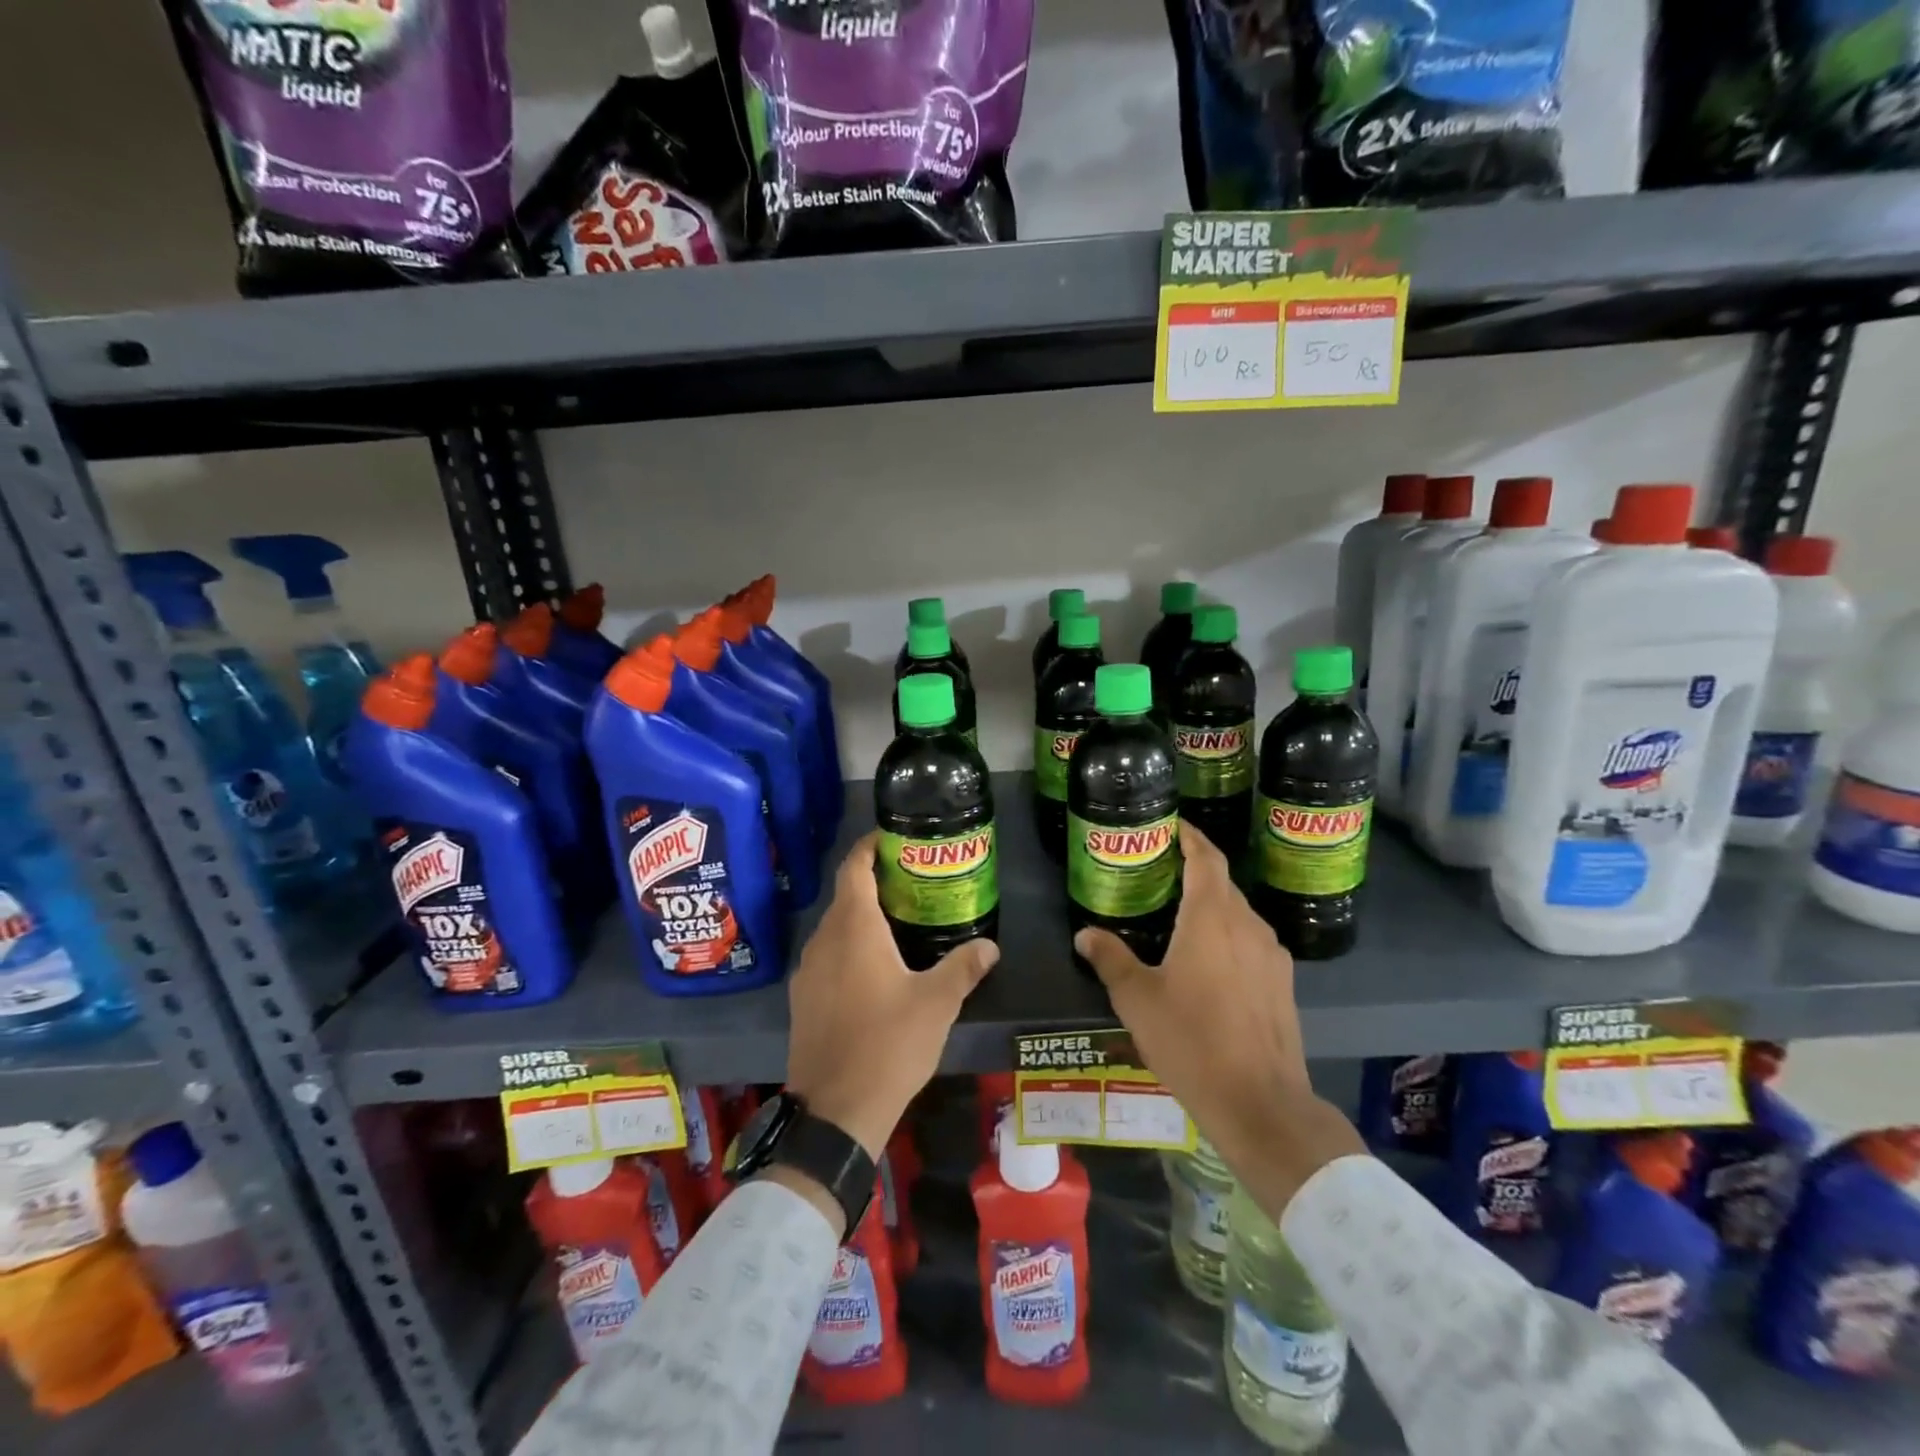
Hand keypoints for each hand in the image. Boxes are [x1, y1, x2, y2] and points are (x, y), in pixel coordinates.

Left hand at [786, 834, 998, 1161]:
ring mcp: (807, 971)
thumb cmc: (888, 1045)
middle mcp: (824, 941)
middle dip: (875, 883)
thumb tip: (990, 947)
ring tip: (899, 923)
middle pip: (846, 896)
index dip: (869, 847)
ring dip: (861, 917)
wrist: (835, 1111)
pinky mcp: (803, 999)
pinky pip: (827, 956)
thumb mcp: (937, 1004)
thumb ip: (963, 968)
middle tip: (913, 883)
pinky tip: (874, 969)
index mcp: (854, 929)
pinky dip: (849, 947)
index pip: (854, 868)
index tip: (892, 838)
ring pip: (835, 928)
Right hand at [1073, 823, 1362, 1215]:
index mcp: (1211, 917)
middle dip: (1195, 870)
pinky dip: (1228, 935)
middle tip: (1161, 873)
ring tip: (1180, 916)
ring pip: (1239, 914)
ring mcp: (1272, 955)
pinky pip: (1252, 942)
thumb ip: (1110, 958)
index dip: (1190, 836)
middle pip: (1223, 883)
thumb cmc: (1191, 1040)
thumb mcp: (1137, 999)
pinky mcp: (1283, 984)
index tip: (1173, 826)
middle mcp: (1247, 925)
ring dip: (1212, 905)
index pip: (1206, 858)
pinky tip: (1209, 961)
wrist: (1260, 1103)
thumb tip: (1084, 933)